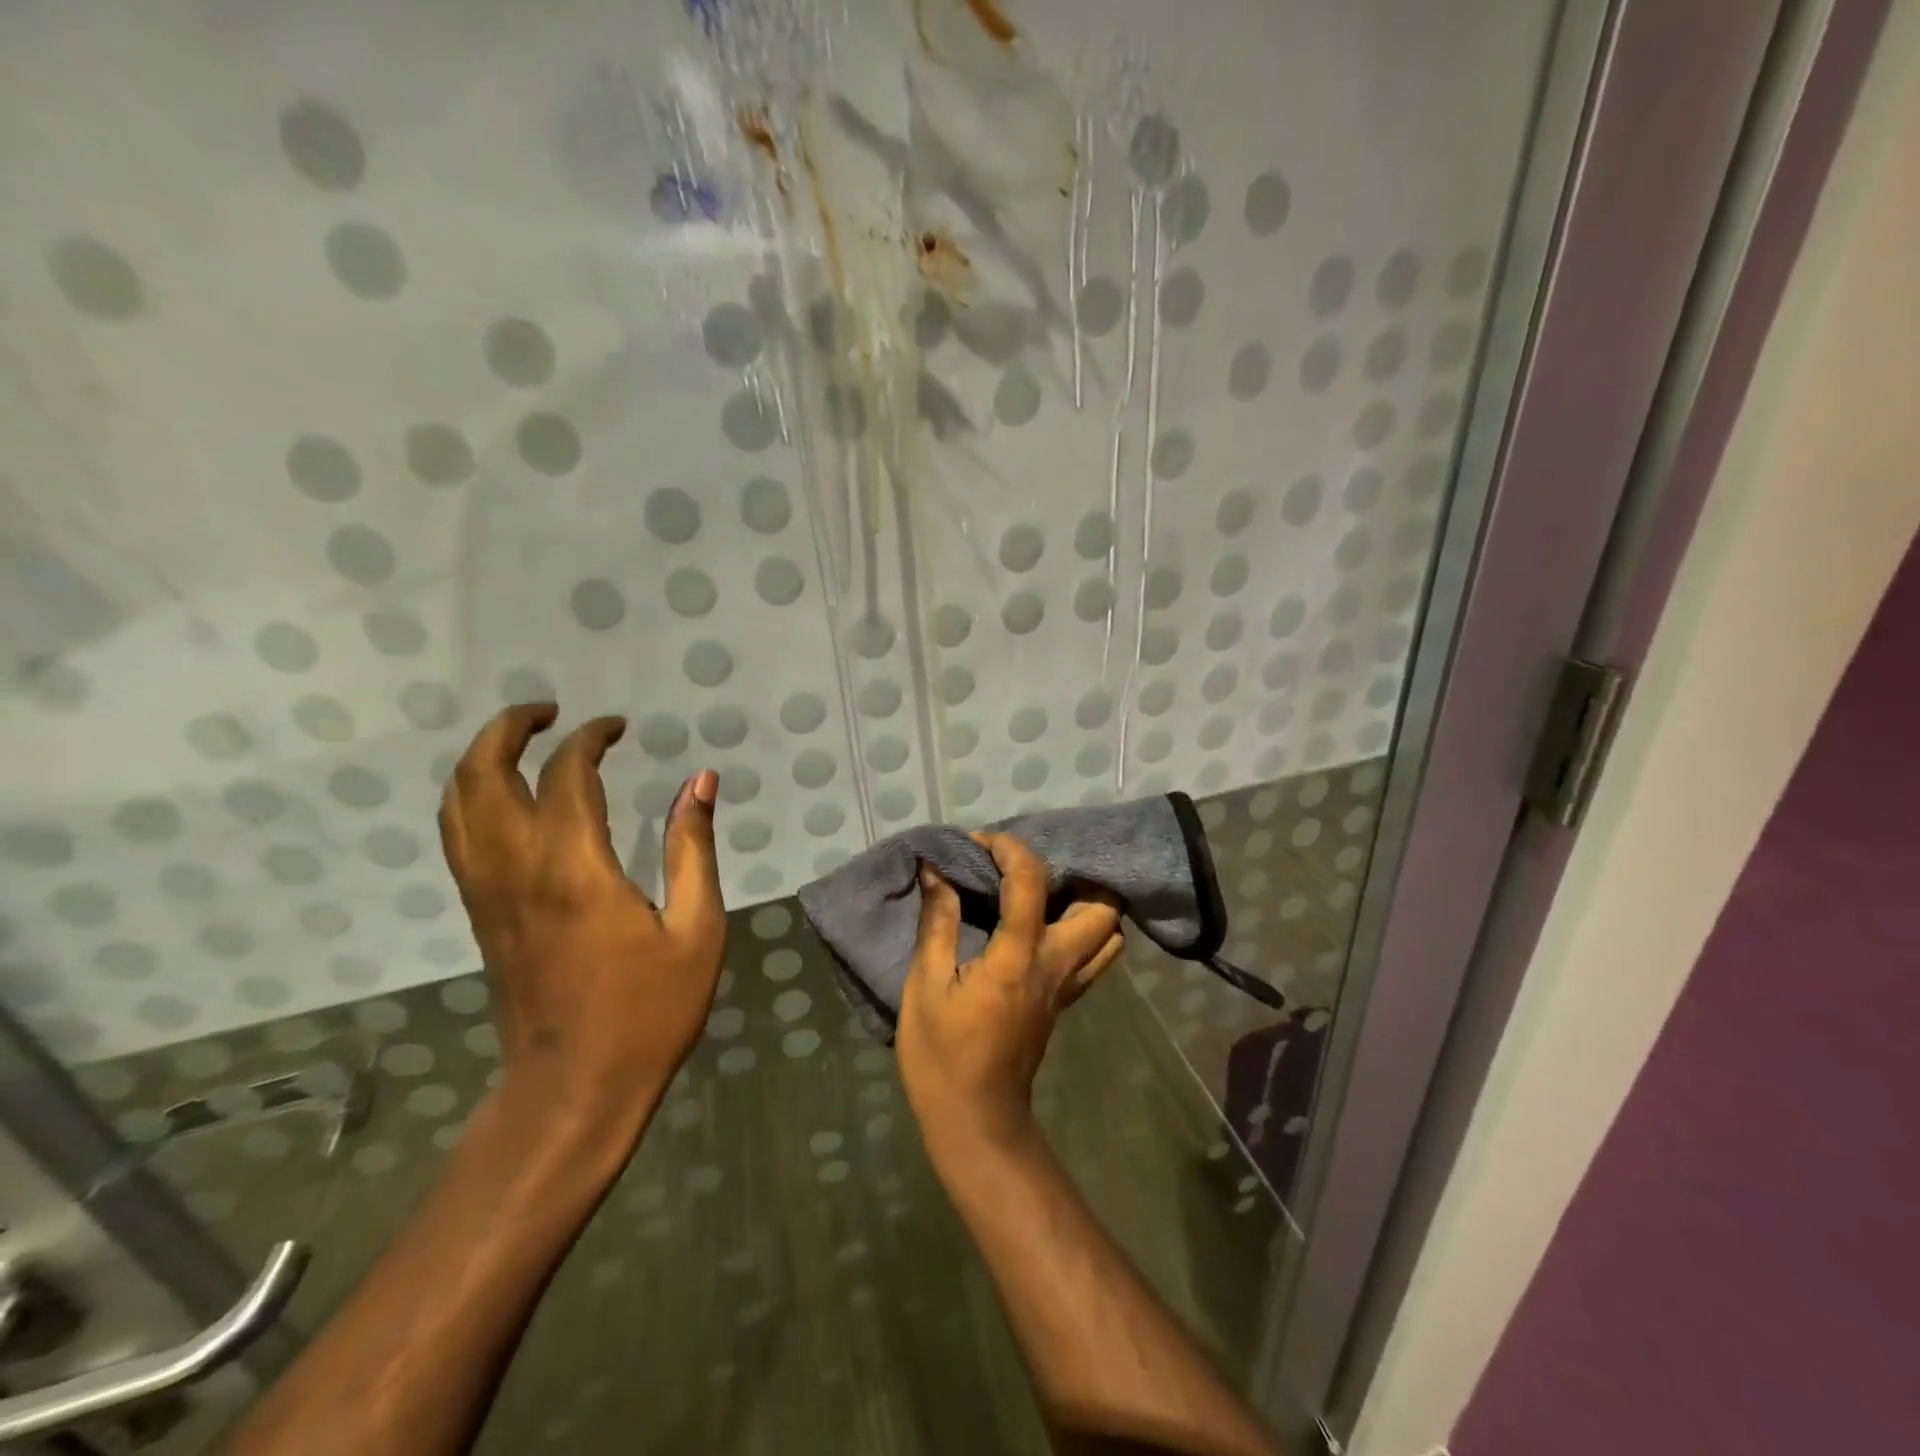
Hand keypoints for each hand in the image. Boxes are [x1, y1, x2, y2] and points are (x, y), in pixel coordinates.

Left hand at [438, 703, 725, 1125]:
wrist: (574, 1088)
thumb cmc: (649, 1010)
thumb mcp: (696, 928)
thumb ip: (693, 848)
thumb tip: (700, 781)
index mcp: (574, 868)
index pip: (567, 774)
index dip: (590, 739)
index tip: (619, 727)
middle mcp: (517, 869)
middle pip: (481, 776)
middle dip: (508, 730)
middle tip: (548, 712)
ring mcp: (488, 894)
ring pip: (455, 805)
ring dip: (480, 759)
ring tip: (521, 740)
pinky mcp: (481, 916)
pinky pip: (458, 838)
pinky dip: (471, 798)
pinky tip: (505, 797)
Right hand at [897, 833, 1124, 1151]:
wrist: (975, 1121)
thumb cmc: (942, 1056)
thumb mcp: (924, 986)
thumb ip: (937, 923)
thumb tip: (937, 872)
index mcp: (1017, 957)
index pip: (1030, 881)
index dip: (1008, 849)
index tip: (978, 843)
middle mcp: (1055, 965)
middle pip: (1101, 908)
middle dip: (1072, 875)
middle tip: (1028, 869)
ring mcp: (1067, 986)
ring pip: (1107, 934)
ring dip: (1085, 903)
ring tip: (1042, 892)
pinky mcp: (1065, 1002)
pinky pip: (1093, 957)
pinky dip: (1083, 931)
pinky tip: (1045, 925)